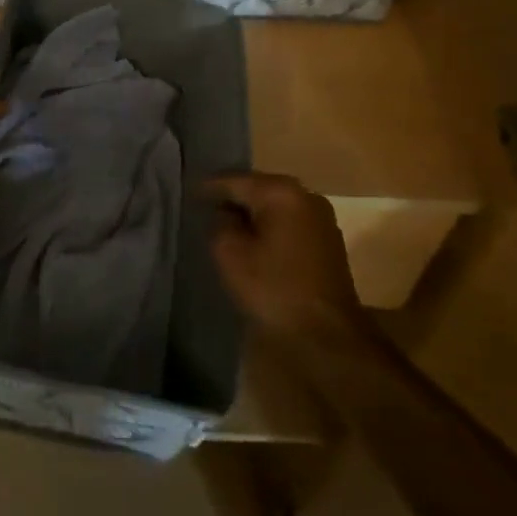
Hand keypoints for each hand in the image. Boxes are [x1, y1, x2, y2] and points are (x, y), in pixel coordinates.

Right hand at [205, 172, 364, 342]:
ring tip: (225, 223)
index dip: (208, 187)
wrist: (327, 335)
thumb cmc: (274, 289)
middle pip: (259, 188)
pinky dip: (270, 226)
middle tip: (204, 206)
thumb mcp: (230, 254)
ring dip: (252, 213)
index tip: (187, 193)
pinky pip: (290, 222)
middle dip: (233, 197)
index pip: (235, 180)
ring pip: (276, 206)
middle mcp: (306, 195)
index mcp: (281, 193)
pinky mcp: (328, 241)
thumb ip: (220, 223)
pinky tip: (254, 240)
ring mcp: (322, 218)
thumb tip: (225, 213)